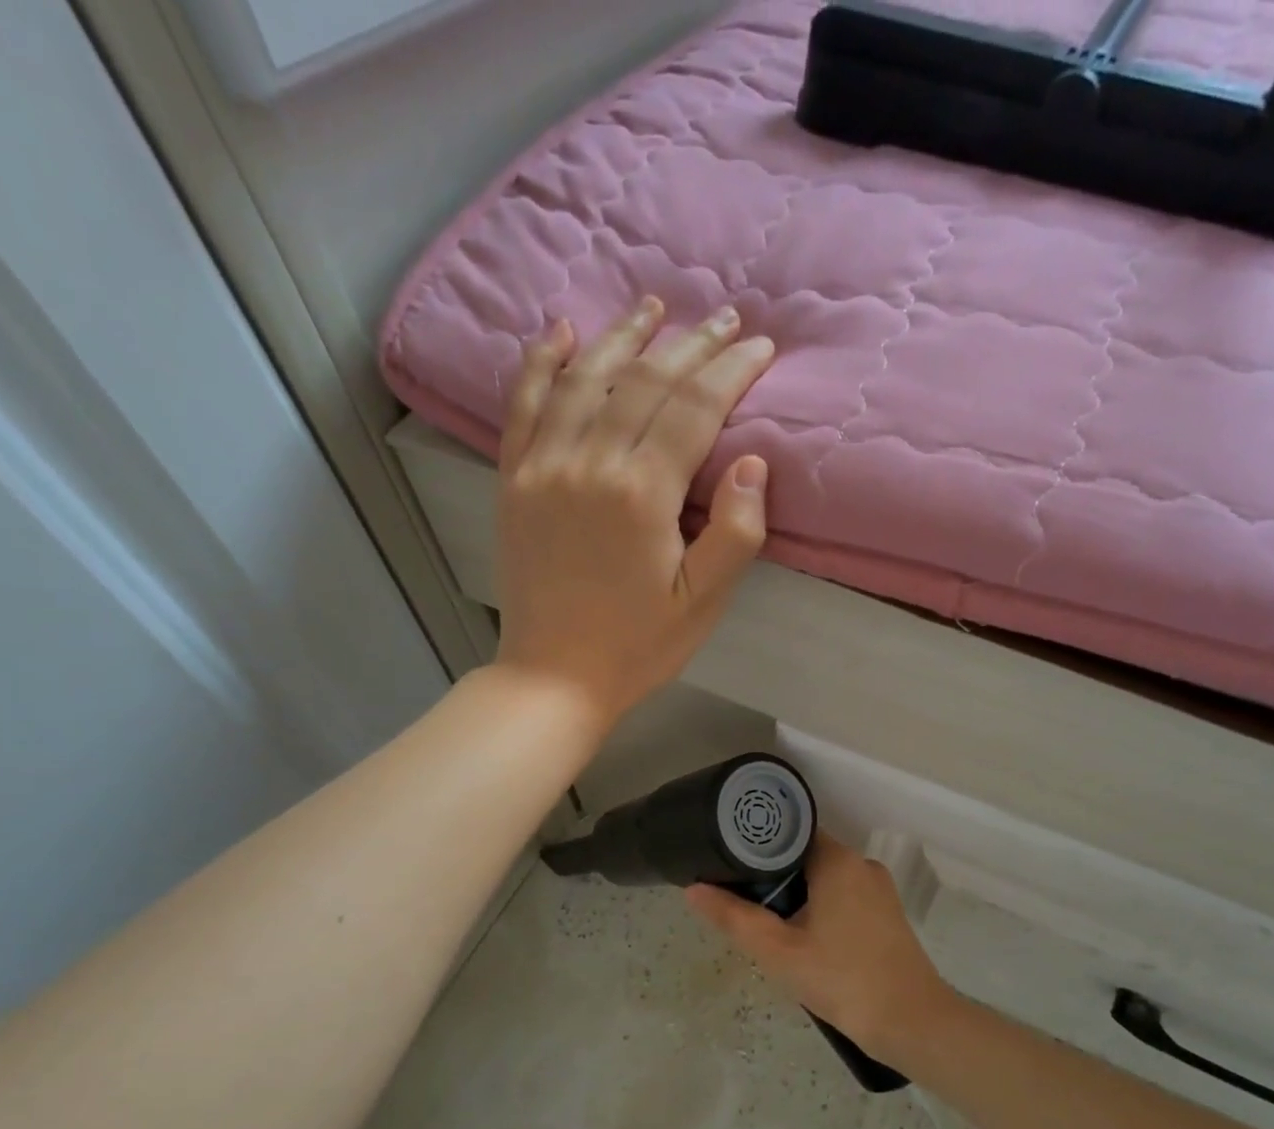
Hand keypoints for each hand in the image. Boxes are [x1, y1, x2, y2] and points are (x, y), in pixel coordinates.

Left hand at [495, 297, 775, 726]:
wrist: (554, 677)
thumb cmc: (637, 646)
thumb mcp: (702, 603)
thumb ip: (735, 532)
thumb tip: (754, 462)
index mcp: (642, 495)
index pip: (695, 408)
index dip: (731, 371)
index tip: (760, 346)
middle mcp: (589, 464)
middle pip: (645, 381)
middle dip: (691, 343)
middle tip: (724, 318)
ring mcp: (543, 468)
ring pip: (585, 378)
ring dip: (622, 335)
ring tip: (653, 305)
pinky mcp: (513, 482)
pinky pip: (523, 405)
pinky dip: (541, 362)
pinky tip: (560, 331)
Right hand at [685, 833, 957, 1063]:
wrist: (911, 1023)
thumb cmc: (841, 979)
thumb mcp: (778, 951)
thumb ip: (734, 917)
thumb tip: (693, 889)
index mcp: (838, 860)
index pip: (790, 832)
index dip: (758, 845)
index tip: (731, 863)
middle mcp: (862, 864)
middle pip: (807, 856)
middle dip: (775, 877)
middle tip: (745, 903)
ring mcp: (879, 890)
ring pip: (826, 879)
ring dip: (798, 896)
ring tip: (770, 924)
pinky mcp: (888, 914)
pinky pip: (844, 897)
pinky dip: (821, 908)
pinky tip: (805, 939)